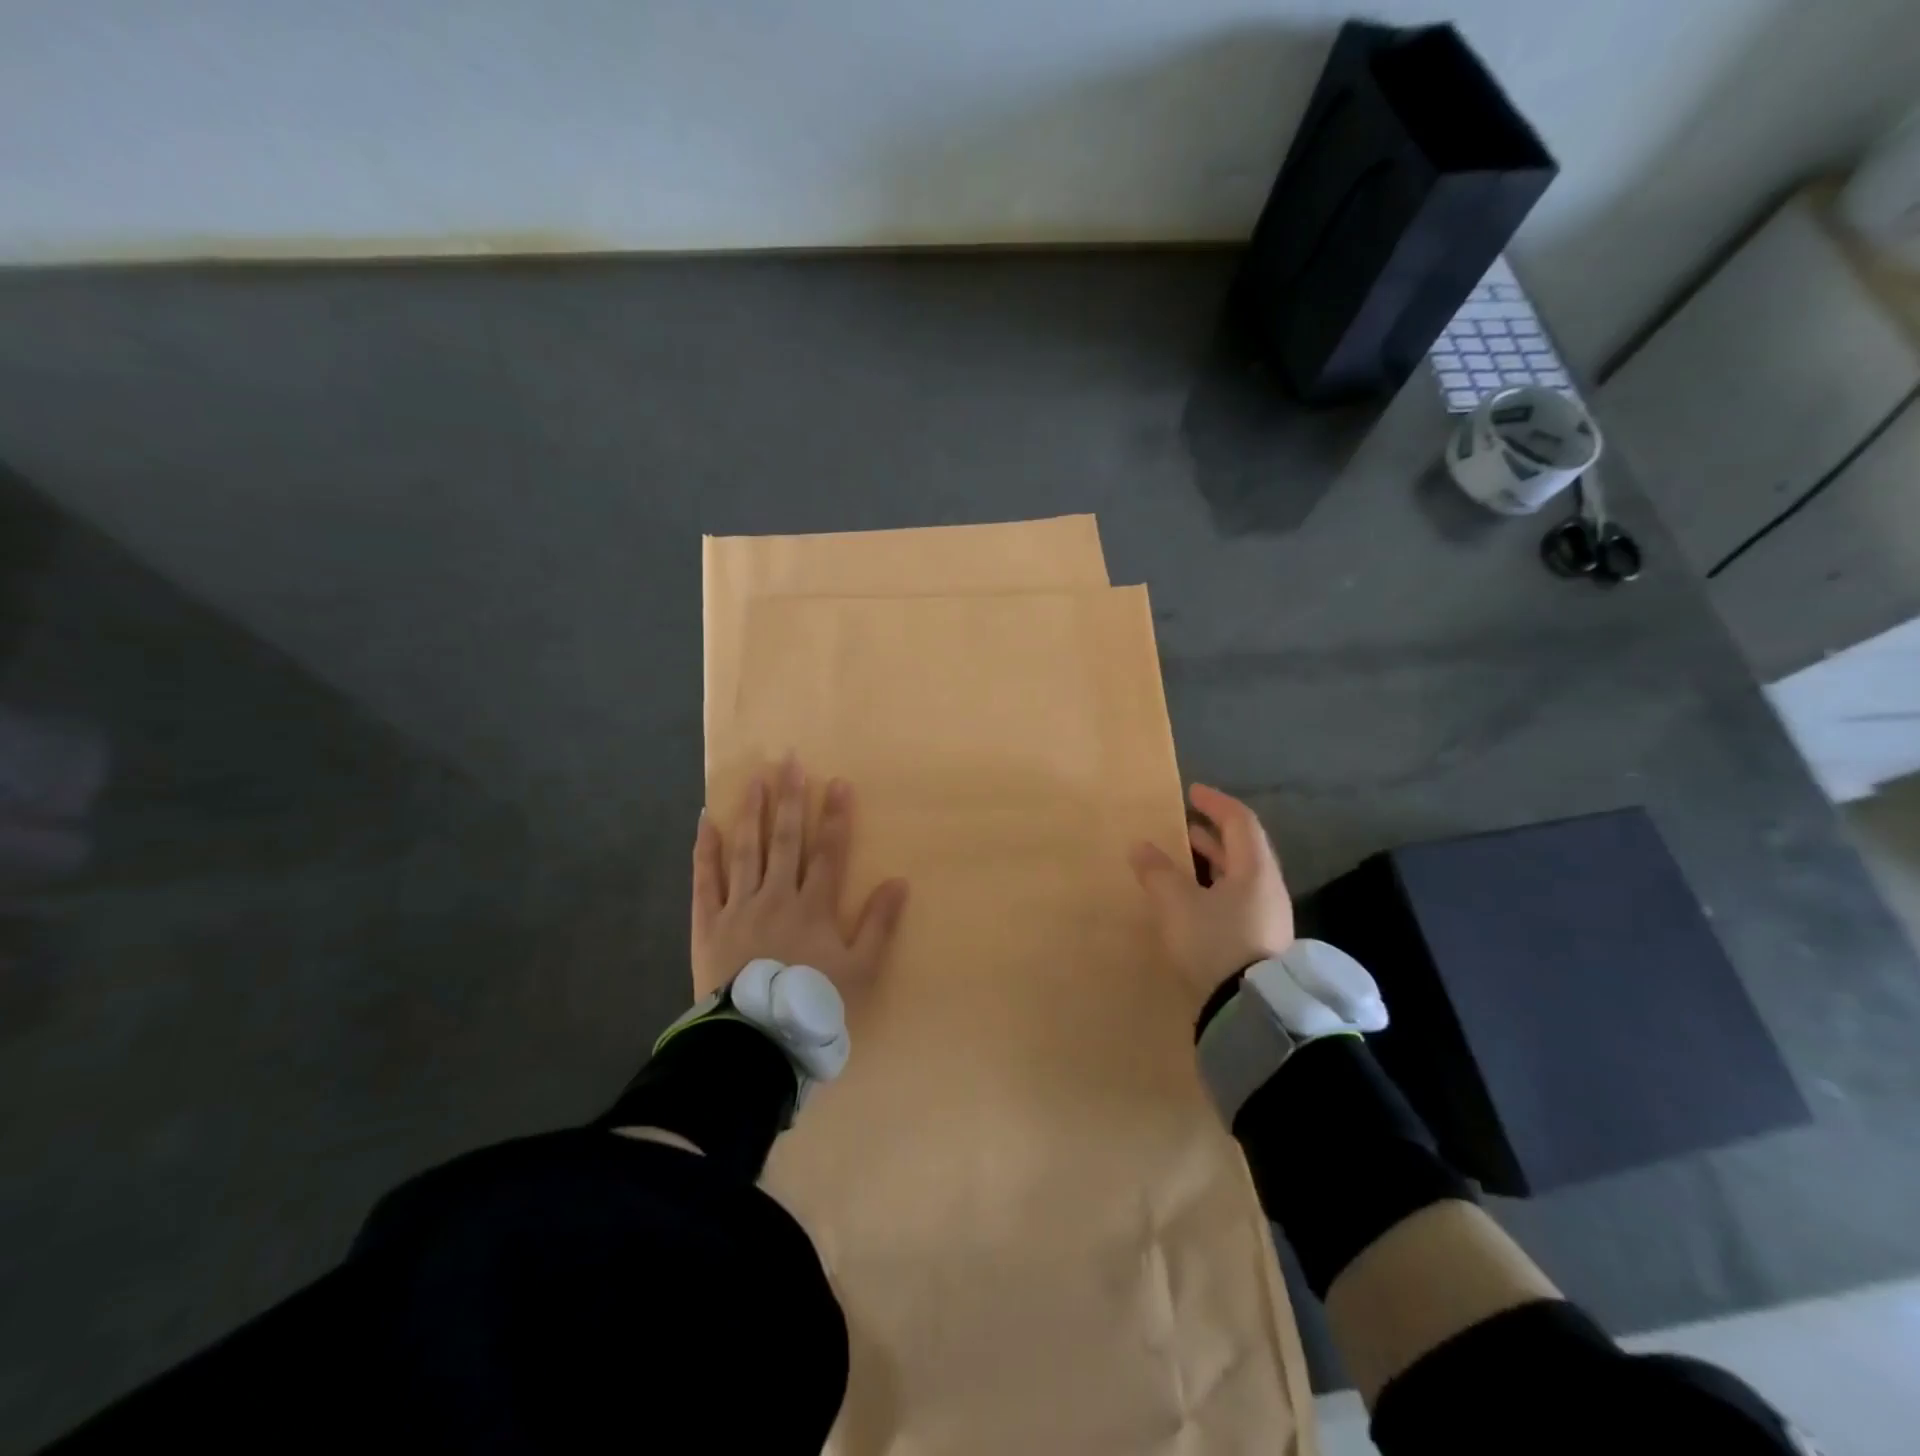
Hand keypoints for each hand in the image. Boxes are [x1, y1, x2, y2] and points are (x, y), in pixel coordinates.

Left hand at [691, 756, 909, 999]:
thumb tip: (899, 881)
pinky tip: (704, 822)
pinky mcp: (708, 923)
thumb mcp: (861, 970)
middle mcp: (776, 896)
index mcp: (814, 907)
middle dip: (791, 800)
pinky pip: (704, 880)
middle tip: (790, 761)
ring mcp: (739, 906)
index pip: (828, 852)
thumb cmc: (813, 1004)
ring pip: (746, 850)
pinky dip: (705, 851)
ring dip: (752, 813)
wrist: (755, 1038)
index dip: (835, 817)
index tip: (838, 783)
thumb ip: (879, 924)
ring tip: (756, 779)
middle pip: (786, 840)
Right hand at [1130, 783, 1294, 1001]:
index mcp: (1254, 870)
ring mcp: (1266, 918)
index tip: (1191, 792)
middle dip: (1211, 834)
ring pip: (1238, 877)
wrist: (1248, 1012)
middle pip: (1242, 849)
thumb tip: (1140, 846)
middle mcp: (1267, 889)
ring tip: (1180, 861)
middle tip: (1182, 826)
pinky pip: (1235, 901)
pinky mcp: (1258, 944)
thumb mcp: (1177, 903)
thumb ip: (1157, 872)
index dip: (1215, 802)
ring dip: (1210, 863)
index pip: (1240, 821)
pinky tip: (1190, 902)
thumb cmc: (1215, 943)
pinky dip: (1211, 889)